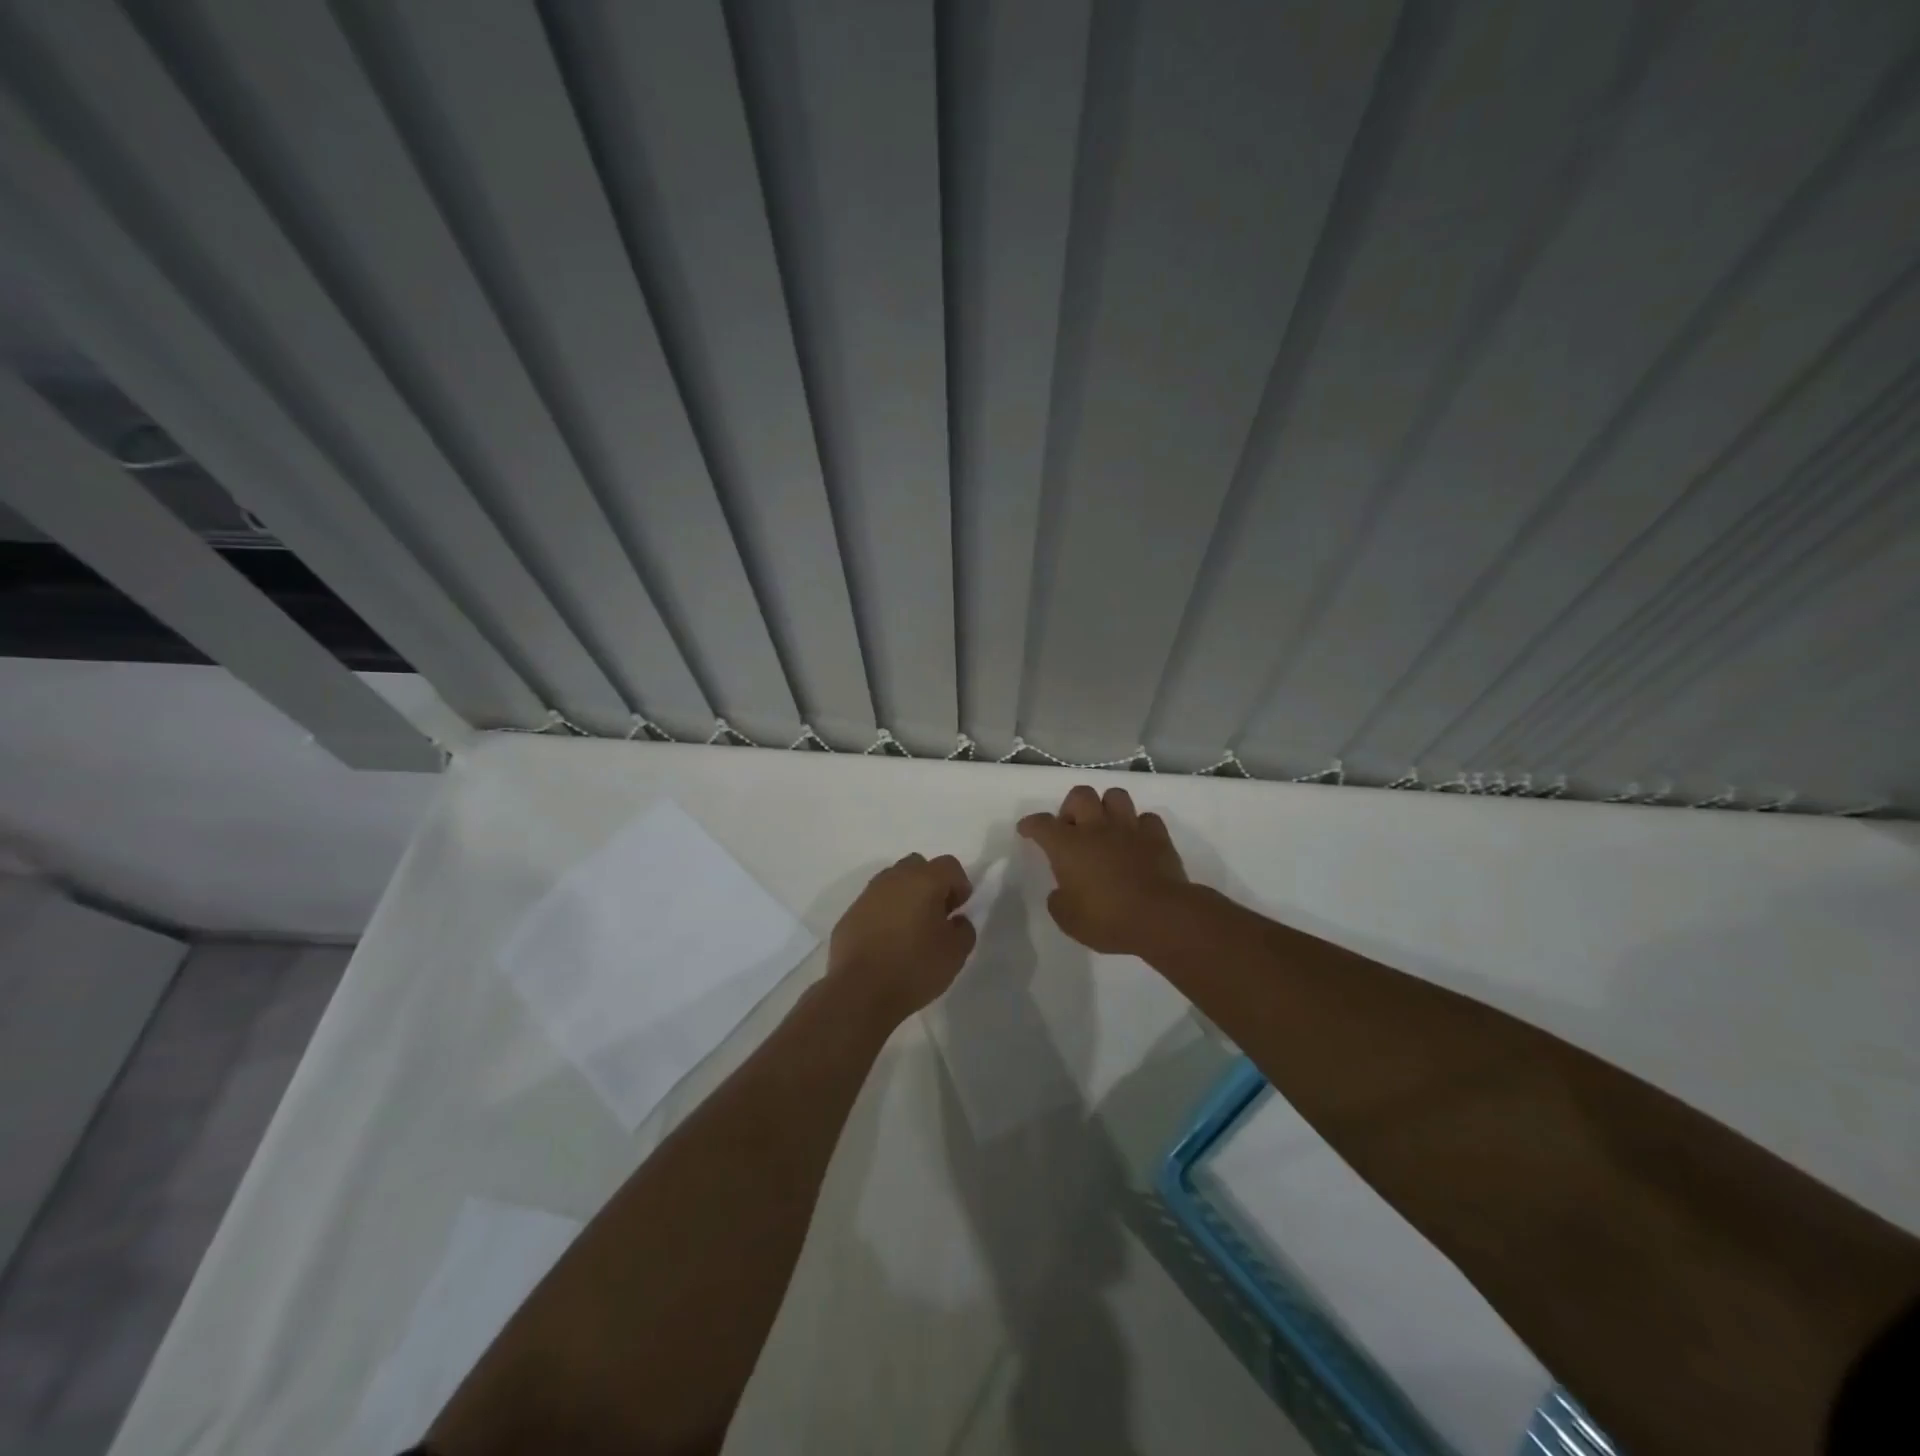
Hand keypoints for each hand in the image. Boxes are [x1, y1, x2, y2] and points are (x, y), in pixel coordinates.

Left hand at [827, 853, 975, 1023]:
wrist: (859, 992)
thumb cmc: (914, 967)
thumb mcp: (955, 953)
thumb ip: (964, 930)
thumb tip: (956, 921)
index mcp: (923, 880)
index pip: (949, 865)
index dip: (960, 885)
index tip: (959, 910)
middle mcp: (894, 879)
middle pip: (918, 866)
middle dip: (931, 884)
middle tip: (936, 915)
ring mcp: (867, 895)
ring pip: (893, 882)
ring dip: (906, 897)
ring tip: (911, 930)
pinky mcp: (849, 914)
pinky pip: (874, 904)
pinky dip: (885, 914)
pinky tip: (887, 942)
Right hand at [1018, 786, 1190, 955]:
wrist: (1160, 917)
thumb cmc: (1107, 919)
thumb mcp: (1068, 919)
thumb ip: (1059, 900)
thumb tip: (1062, 891)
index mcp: (1068, 846)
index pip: (1042, 824)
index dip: (1031, 824)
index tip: (1026, 830)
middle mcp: (1096, 828)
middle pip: (1080, 795)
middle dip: (1072, 807)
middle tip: (1073, 830)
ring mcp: (1129, 828)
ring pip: (1115, 795)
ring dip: (1107, 807)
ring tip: (1106, 827)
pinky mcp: (1157, 837)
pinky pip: (1147, 818)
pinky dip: (1139, 826)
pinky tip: (1137, 841)